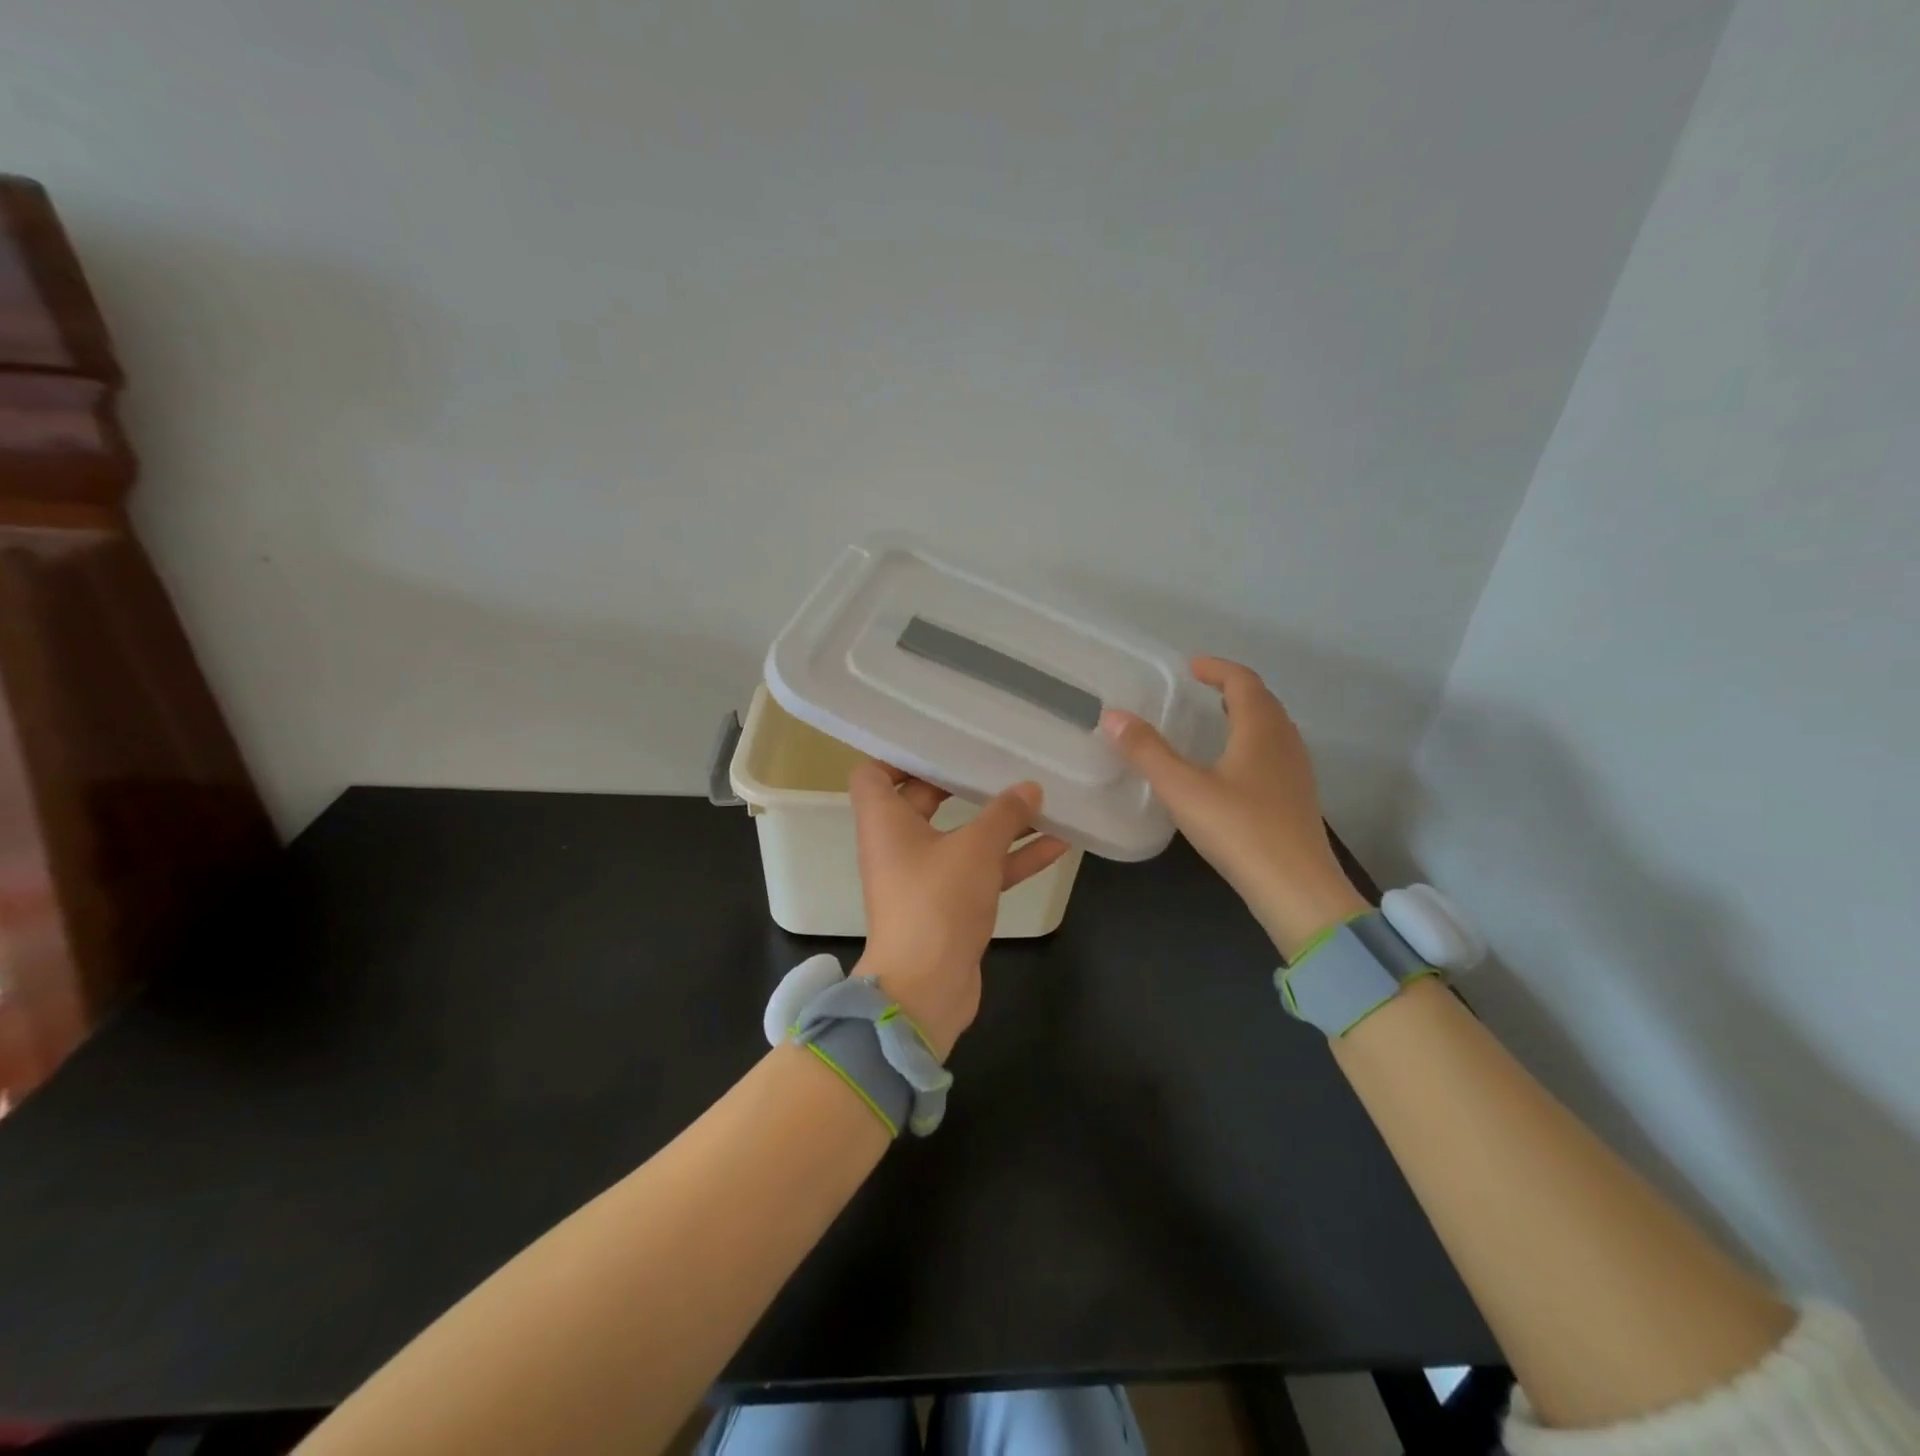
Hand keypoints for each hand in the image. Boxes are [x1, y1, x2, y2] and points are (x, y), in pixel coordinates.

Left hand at [847, 764, 1070, 1057]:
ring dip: (1000, 823)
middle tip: (998, 761)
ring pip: (961, 837)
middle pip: (924, 799)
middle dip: (963, 783)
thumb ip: (1004, 814)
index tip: (939, 743)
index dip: (899, 755)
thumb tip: (1030, 788)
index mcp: (885, 822)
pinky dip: (1012, 858)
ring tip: (1043, 799)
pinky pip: (981, 870)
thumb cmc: (937, 901)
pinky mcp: (949, 905)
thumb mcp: (975, 849)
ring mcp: (924, 877)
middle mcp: (898, 845)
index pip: (874, 773)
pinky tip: (1060, 843)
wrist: (927, 989)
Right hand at [1101, 656, 1366, 958]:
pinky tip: (1232, 768)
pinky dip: (1252, 742)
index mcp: (1261, 730)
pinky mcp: (1296, 799)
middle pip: (1263, 701)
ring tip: (1215, 721)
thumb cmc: (1239, 830)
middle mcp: (1284, 742)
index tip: (1191, 666)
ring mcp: (1296, 772)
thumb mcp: (1183, 789)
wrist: (1296, 889)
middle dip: (1232, 688)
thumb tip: (1113, 716)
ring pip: (1272, 728)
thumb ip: (1147, 752)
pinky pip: (1274, 752)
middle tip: (1201, 689)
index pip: (1243, 682)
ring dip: (1245, 715)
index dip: (1217, 668)